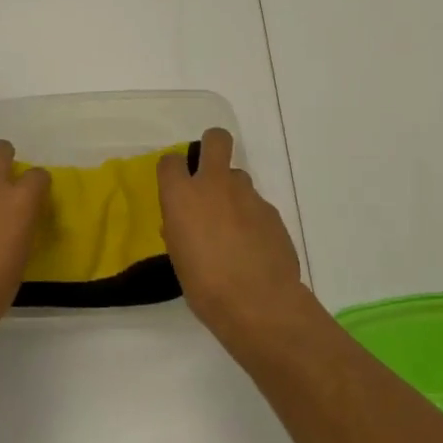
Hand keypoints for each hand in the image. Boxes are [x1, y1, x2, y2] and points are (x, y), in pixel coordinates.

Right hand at [158, 128, 305, 339]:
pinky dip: (251, 218)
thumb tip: (183, 224)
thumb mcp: (179, 258)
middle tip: (209, 170)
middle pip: (216, 140)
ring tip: (233, 226)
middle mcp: (214, 185)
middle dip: (213, 145)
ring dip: (233, 193)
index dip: (173, 170)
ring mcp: (247, 195)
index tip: (175, 184)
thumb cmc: (205, 285)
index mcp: (182, 196)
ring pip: (238, 177)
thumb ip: (179, 231)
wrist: (259, 303)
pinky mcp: (271, 211)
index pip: (170, 161)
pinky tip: (253, 246)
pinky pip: (256, 205)